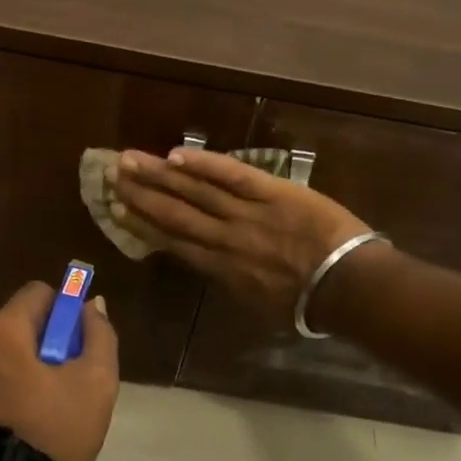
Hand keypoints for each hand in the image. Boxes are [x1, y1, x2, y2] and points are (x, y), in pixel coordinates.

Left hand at [0, 282, 119, 460]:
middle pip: (12, 326)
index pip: (36, 293)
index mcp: (1, 331)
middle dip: (37, 344)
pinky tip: (10, 429)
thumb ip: (99, 333)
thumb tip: (92, 305)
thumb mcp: (96, 381)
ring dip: (12, 370)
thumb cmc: (53, 431)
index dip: (61, 311)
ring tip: (34, 411)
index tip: (73, 342)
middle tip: (59, 381)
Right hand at [108, 148, 368, 319]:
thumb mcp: (261, 306)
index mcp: (222, 269)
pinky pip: (232, 175)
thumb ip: (233, 283)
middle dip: (142, 194)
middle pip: (175, 213)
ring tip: (131, 161)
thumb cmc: (309, 304)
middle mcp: (224, 239)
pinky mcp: (270, 192)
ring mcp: (246, 213)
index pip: (175, 242)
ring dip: (160, 175)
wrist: (347, 285)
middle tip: (112, 176)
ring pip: (195, 191)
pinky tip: (176, 154)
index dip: (144, 225)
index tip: (120, 210)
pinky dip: (204, 164)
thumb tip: (214, 267)